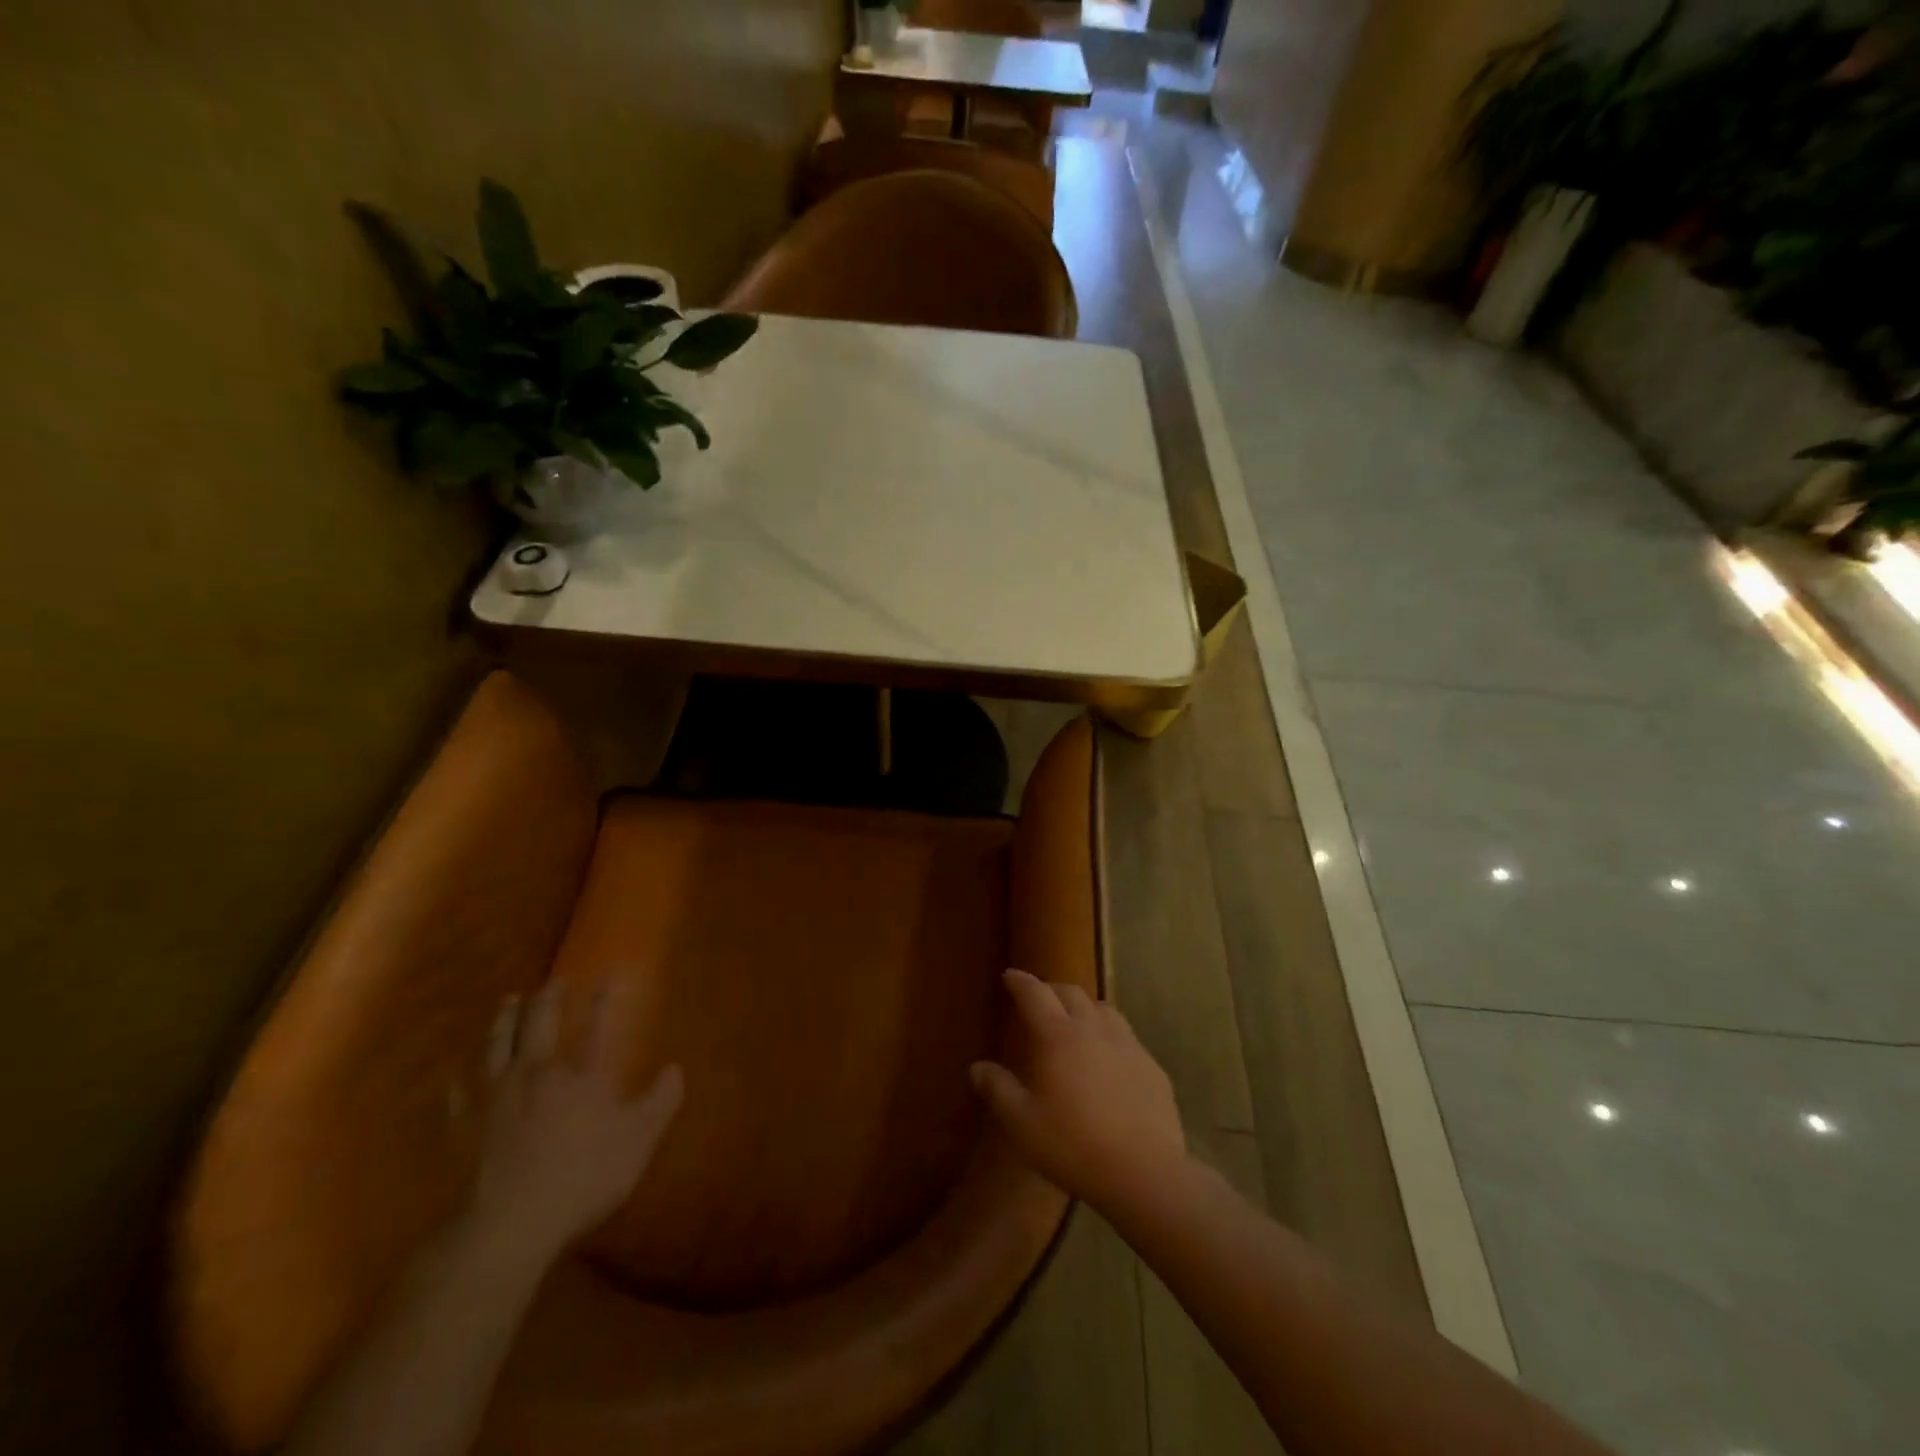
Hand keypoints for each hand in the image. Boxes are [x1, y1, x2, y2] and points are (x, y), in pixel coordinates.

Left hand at [468, 976, 682, 1266]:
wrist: (507, 1225)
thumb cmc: (582, 1178)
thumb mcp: (639, 1141)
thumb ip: (660, 1101)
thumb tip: (675, 1068)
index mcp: (582, 1075)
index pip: (596, 1026)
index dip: (603, 1000)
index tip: (607, 978)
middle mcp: (538, 1072)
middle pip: (540, 1023)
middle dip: (550, 998)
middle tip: (555, 981)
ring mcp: (496, 1097)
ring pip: (497, 1045)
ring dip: (504, 1020)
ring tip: (509, 1001)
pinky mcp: (463, 1126)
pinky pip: (459, 1092)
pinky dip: (461, 1078)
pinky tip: (459, 1073)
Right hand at [970, 969, 1186, 1213]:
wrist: (1144, 1172)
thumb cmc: (1073, 1144)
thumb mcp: (1022, 1123)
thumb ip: (998, 1090)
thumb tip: (978, 1067)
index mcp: (1058, 1036)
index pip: (1035, 994)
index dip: (1021, 982)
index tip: (1010, 975)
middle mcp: (1093, 1029)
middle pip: (1071, 993)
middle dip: (1052, 989)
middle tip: (1039, 998)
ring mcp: (1127, 1045)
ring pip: (1103, 1009)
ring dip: (1084, 1006)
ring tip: (1075, 1020)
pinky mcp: (1152, 1066)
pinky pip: (1126, 1037)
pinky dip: (1110, 1035)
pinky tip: (1109, 1057)